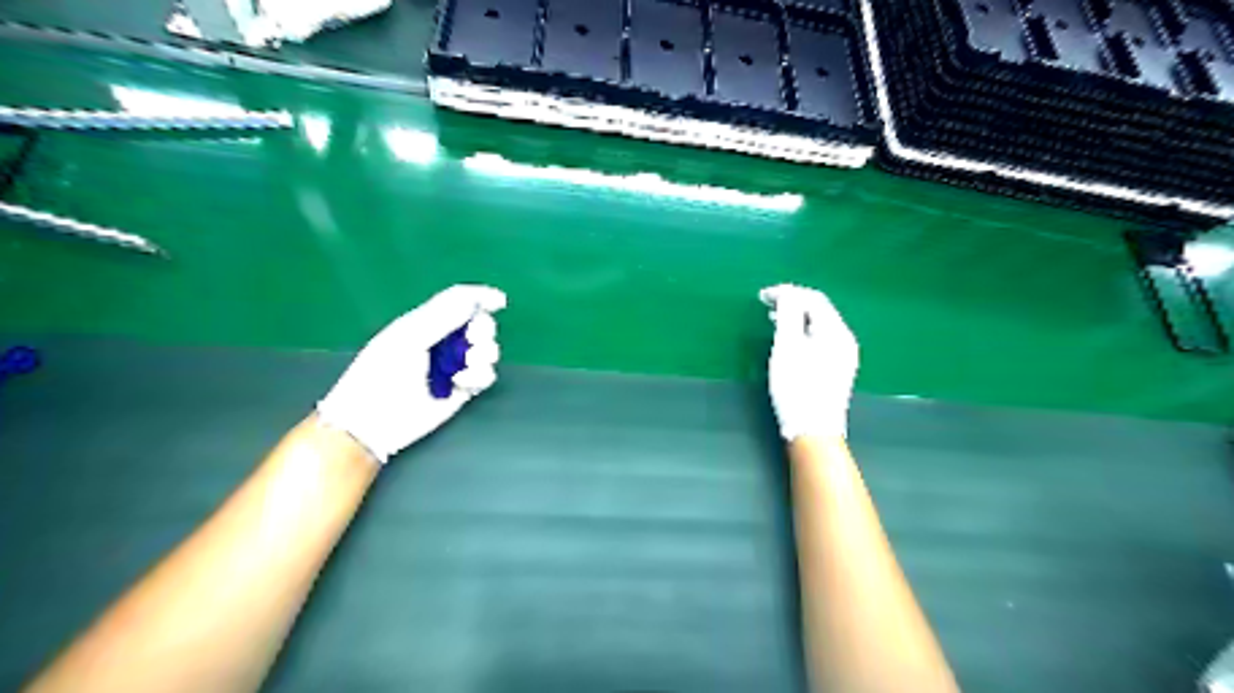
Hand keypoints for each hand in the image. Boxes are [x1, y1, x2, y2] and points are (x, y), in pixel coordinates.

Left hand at [322, 283, 511, 461]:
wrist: (373, 421)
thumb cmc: (381, 374)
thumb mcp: (409, 338)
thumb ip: (442, 317)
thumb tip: (474, 300)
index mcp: (426, 322)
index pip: (459, 301)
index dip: (481, 297)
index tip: (500, 301)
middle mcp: (444, 341)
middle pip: (479, 325)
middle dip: (483, 330)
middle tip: (473, 341)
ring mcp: (454, 366)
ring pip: (487, 350)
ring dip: (484, 355)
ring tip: (468, 366)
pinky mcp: (462, 389)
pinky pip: (485, 376)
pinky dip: (480, 376)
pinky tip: (462, 383)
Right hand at [758, 285, 860, 439]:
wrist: (813, 431)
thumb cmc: (796, 387)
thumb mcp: (787, 347)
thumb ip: (788, 314)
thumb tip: (787, 293)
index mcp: (836, 331)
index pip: (813, 299)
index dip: (788, 292)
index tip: (762, 296)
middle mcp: (845, 340)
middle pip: (820, 310)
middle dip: (793, 302)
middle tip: (766, 304)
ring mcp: (844, 356)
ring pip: (820, 325)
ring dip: (797, 317)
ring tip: (773, 319)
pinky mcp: (837, 369)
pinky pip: (820, 339)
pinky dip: (803, 332)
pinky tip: (789, 340)